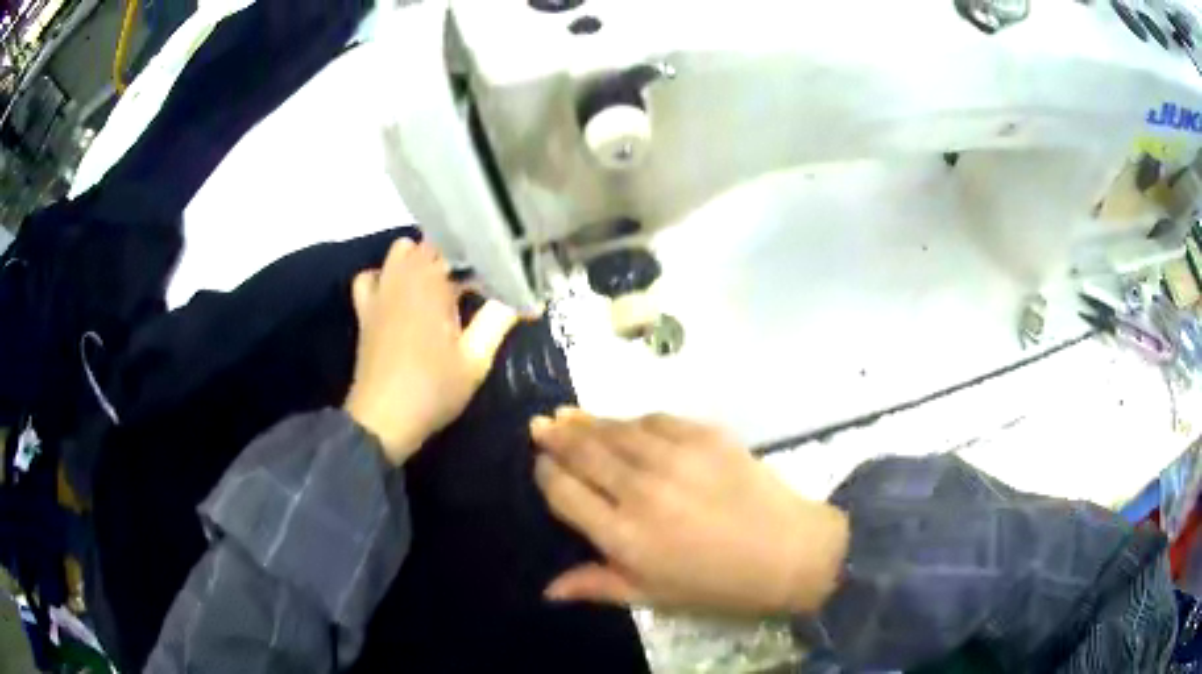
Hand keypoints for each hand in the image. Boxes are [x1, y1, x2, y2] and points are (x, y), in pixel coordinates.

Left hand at [345, 238, 518, 464]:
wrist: (383, 420)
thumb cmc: (433, 389)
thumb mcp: (476, 359)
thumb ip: (498, 320)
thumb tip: (526, 297)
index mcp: (434, 283)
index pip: (465, 250)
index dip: (487, 260)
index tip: (504, 278)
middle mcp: (405, 276)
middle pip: (434, 243)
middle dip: (458, 256)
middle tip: (479, 282)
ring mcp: (381, 290)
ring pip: (401, 250)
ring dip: (422, 259)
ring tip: (442, 283)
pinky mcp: (365, 309)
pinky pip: (371, 276)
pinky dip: (386, 277)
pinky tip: (400, 294)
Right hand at [531, 410, 848, 614]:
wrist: (789, 552)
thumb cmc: (717, 584)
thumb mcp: (653, 596)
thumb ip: (597, 585)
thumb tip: (548, 590)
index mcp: (623, 534)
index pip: (565, 492)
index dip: (546, 473)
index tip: (541, 465)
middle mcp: (640, 489)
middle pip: (584, 451)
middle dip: (557, 436)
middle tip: (541, 424)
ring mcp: (675, 456)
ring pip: (617, 429)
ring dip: (588, 421)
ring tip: (568, 415)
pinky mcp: (706, 435)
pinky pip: (657, 419)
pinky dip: (634, 420)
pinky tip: (626, 423)